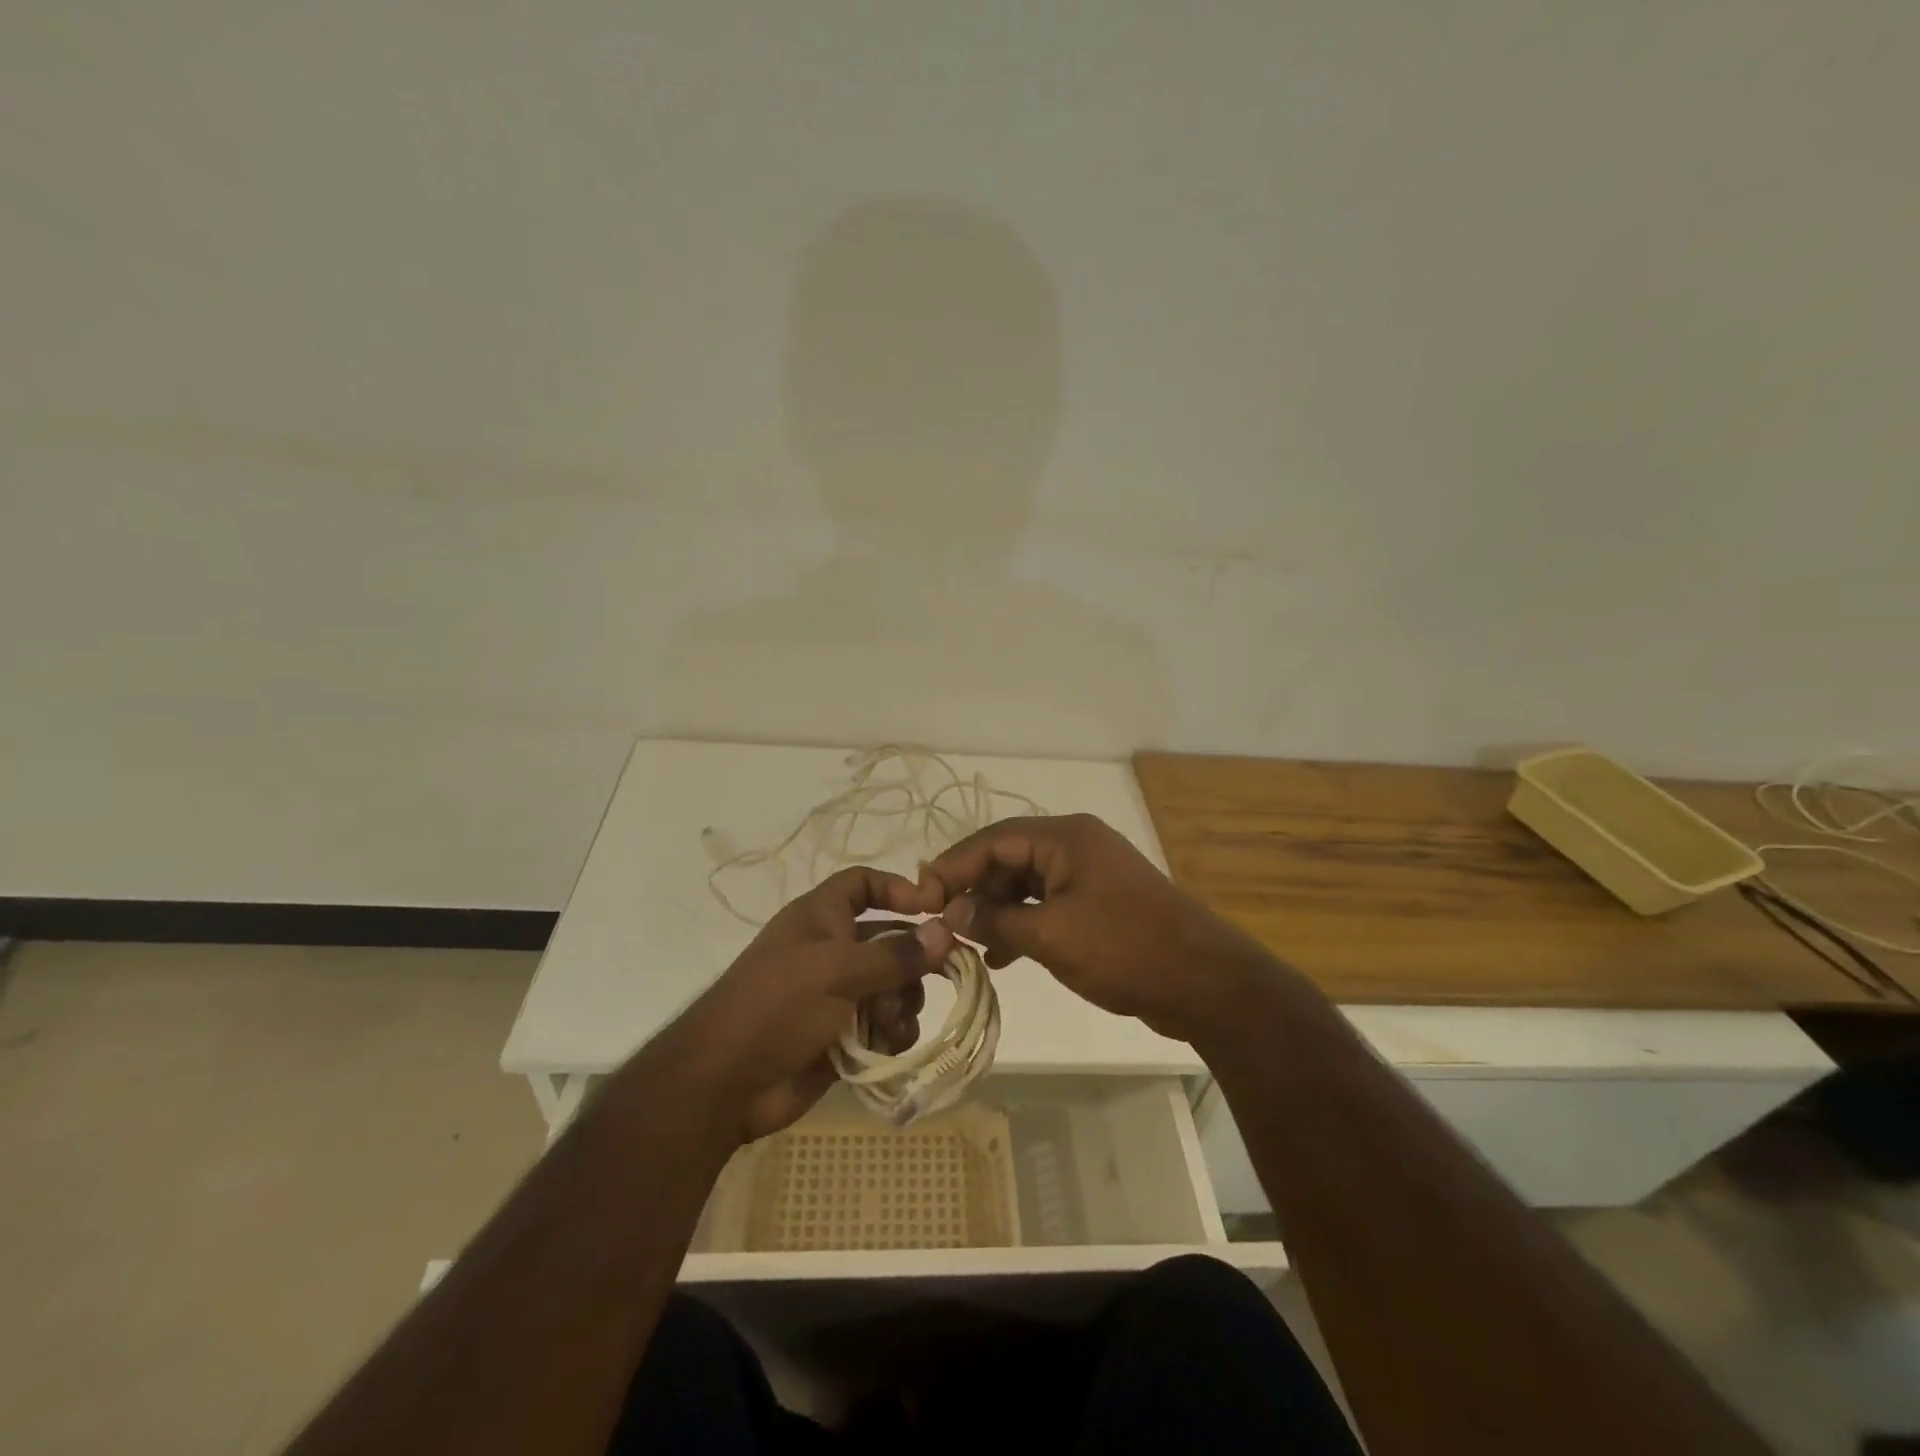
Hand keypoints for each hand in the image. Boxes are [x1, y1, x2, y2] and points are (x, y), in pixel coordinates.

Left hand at [670, 867, 954, 1143]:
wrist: (726, 1084)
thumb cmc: (777, 1007)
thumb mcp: (836, 971)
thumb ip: (894, 955)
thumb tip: (945, 933)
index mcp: (821, 918)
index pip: (863, 884)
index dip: (896, 888)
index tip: (932, 908)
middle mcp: (833, 950)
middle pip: (890, 940)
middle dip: (913, 960)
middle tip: (941, 975)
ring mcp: (839, 995)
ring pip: (894, 986)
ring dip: (904, 1001)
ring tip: (891, 1021)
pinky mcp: (845, 1035)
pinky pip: (886, 1024)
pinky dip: (893, 1032)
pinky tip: (888, 1044)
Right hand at [920, 814, 1272, 1043]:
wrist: (1204, 982)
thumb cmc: (1125, 949)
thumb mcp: (1051, 936)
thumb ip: (996, 920)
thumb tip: (951, 912)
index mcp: (1065, 837)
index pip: (994, 840)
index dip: (954, 866)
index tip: (920, 895)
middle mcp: (1075, 845)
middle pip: (1008, 858)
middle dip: (974, 889)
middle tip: (942, 922)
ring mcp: (1089, 874)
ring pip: (1026, 883)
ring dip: (996, 910)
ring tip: (970, 943)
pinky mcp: (1098, 902)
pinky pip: (1047, 904)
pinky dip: (1022, 923)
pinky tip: (1003, 954)